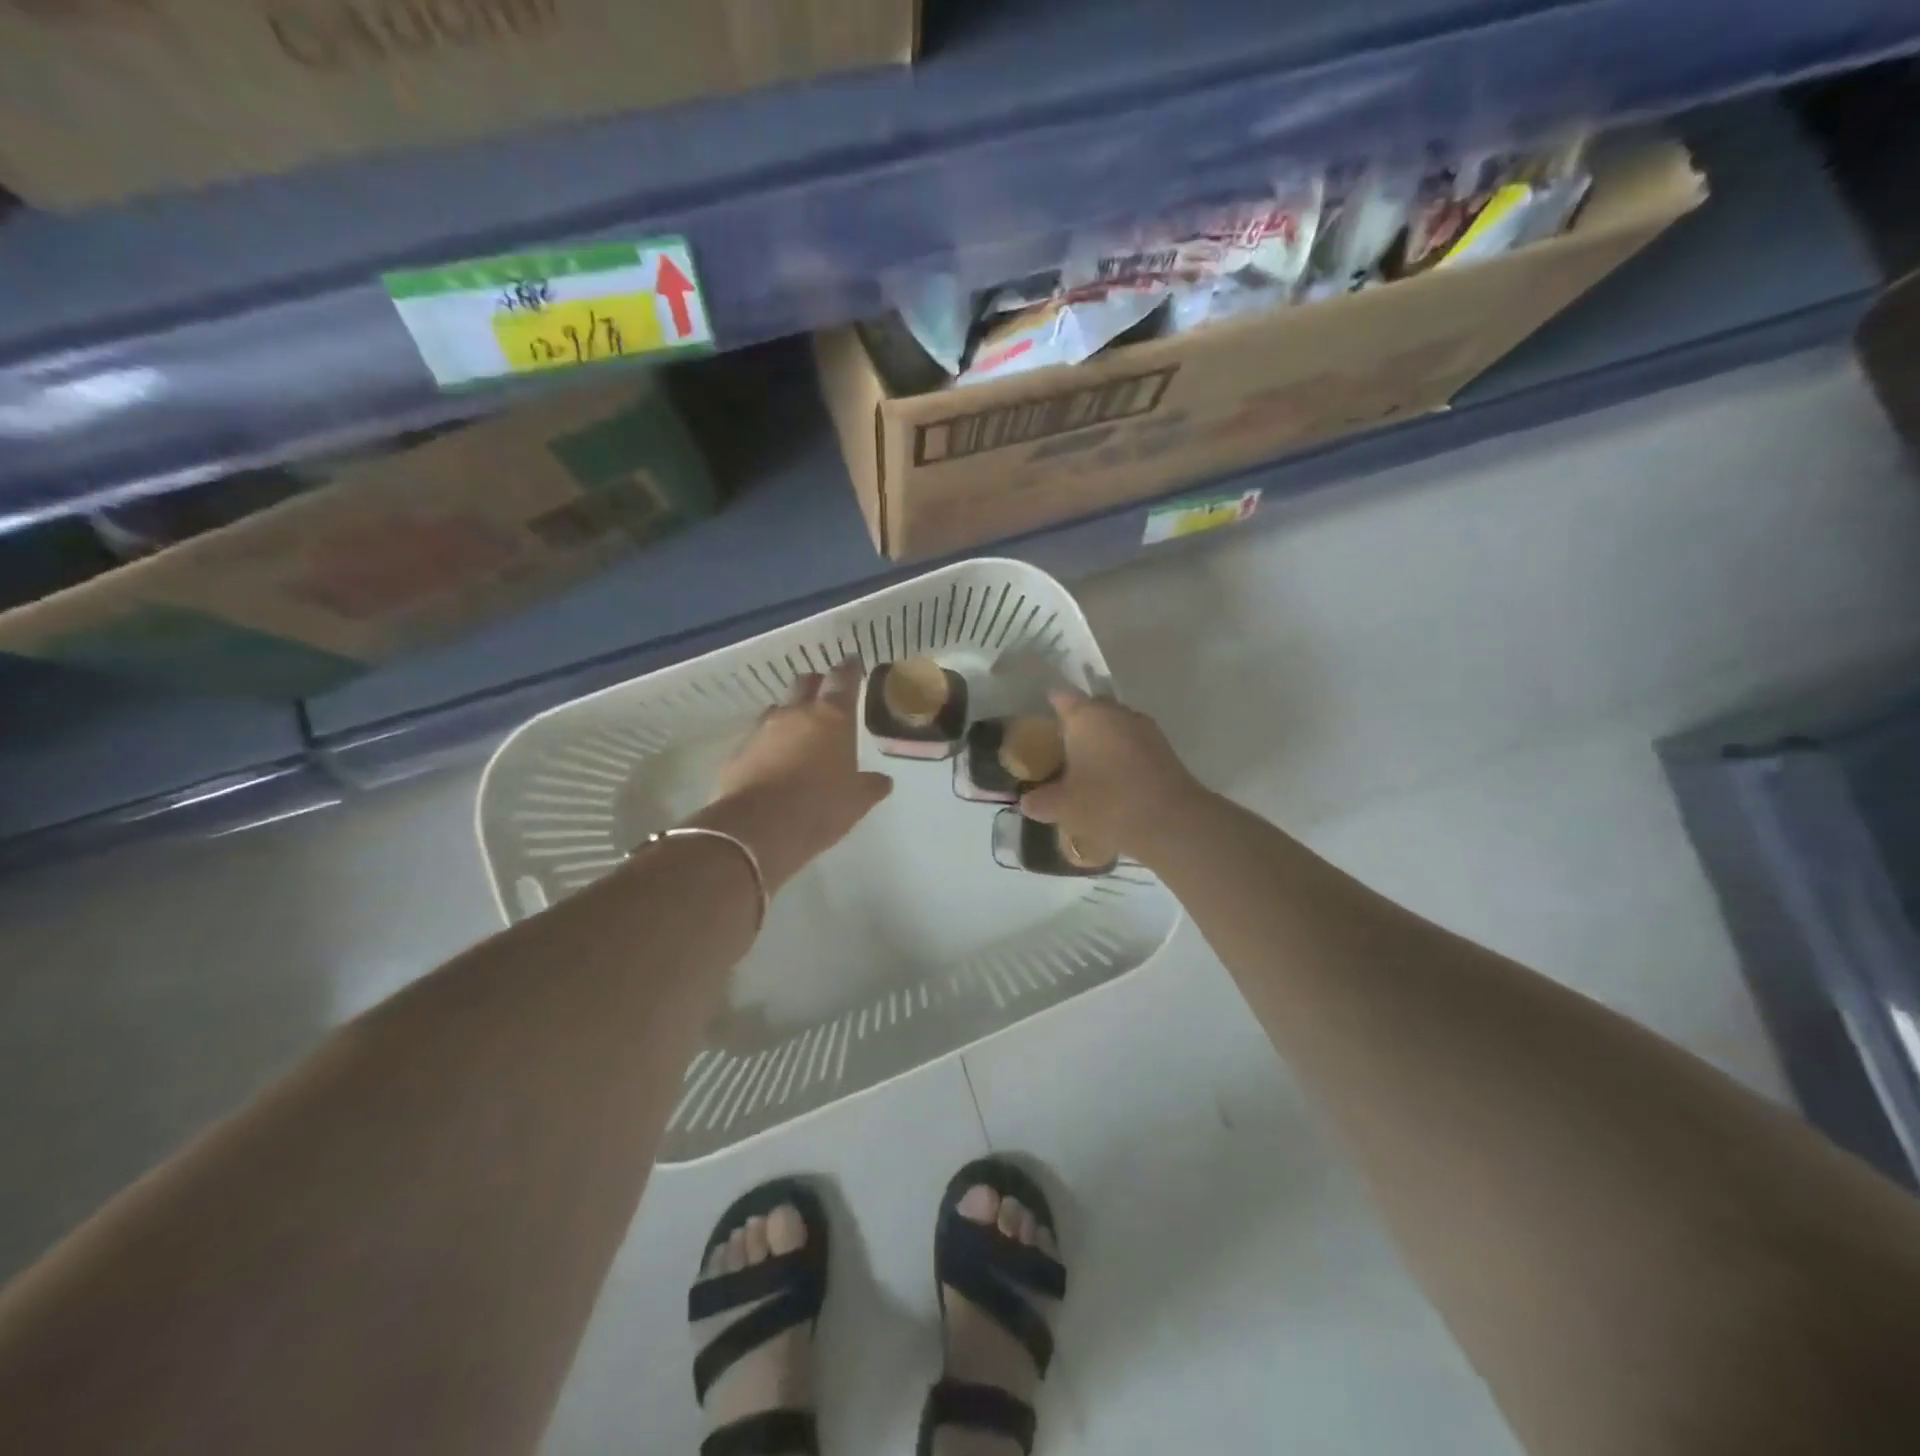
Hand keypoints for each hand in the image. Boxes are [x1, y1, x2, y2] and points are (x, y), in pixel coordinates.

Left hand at [694, 662, 892, 890]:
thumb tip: (882, 780)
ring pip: (778, 709)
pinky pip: (757, 738)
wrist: (758, 829)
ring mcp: (762, 730)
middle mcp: (795, 714)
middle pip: (805, 683)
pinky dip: (768, 744)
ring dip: (790, 715)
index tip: (854, 663)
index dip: (850, 669)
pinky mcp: (738, 753)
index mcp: (832, 718)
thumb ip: (871, 785)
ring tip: (799, 733)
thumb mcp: (857, 801)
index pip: (843, 679)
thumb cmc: (820, 808)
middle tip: (826, 695)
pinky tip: (774, 763)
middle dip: (817, 684)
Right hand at [1019, 688, 1204, 859]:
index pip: (1062, 697)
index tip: (1041, 720)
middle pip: (1091, 709)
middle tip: (1061, 749)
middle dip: (1077, 725)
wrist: (1172, 822)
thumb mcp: (1062, 807)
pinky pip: (1134, 745)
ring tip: (1088, 768)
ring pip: (1115, 727)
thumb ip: (1040, 802)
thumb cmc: (1107, 804)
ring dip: (1102, 741)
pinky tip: (1114, 782)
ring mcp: (1145, 729)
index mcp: (1087, 716)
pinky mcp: (1165, 750)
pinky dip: (1122, 757)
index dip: (1050, 705)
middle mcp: (1117, 713)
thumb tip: (1027, 802)